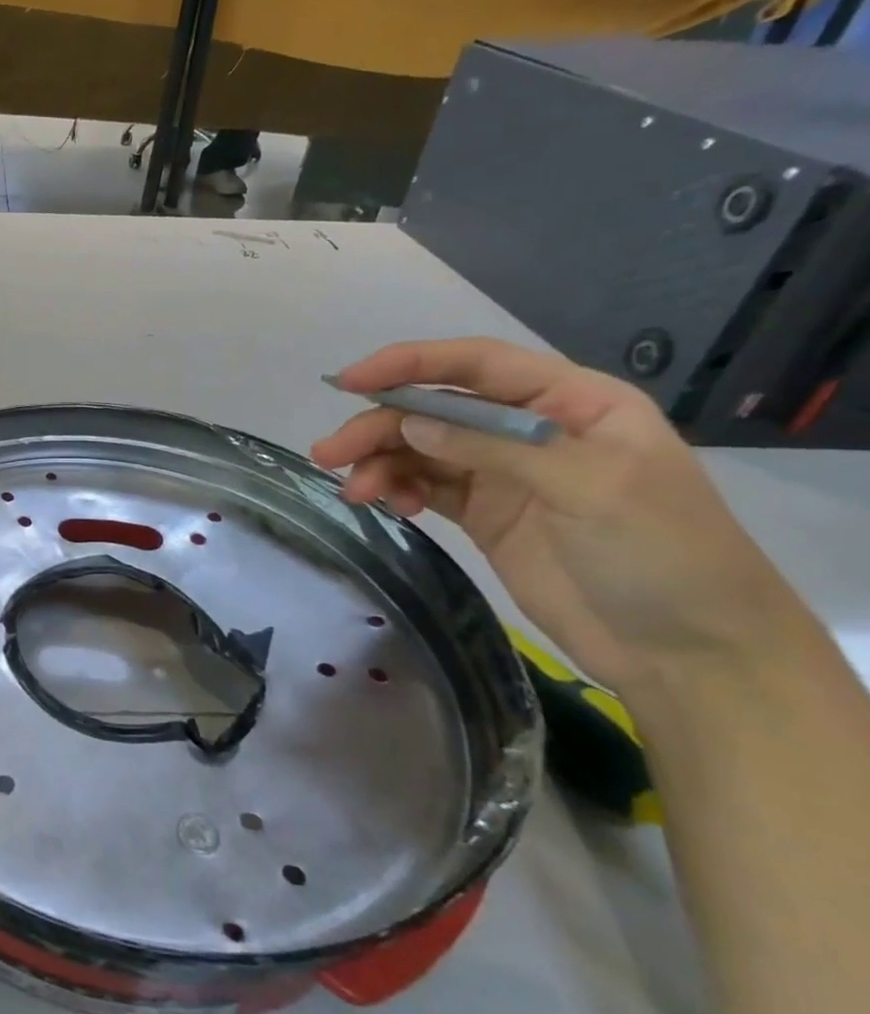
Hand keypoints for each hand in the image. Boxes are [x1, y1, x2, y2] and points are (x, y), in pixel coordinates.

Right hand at [310, 338, 803, 694]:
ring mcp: (504, 474)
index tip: (349, 381)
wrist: (686, 649)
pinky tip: (393, 508)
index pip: (479, 365)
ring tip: (353, 493)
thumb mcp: (588, 487)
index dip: (411, 364)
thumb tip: (409, 424)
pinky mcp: (483, 515)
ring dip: (380, 463)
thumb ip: (493, 449)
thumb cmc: (661, 553)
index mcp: (572, 403)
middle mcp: (531, 429)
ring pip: (420, 450)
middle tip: (328, 455)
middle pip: (436, 410)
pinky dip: (399, 490)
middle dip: (379, 426)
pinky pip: (425, 487)